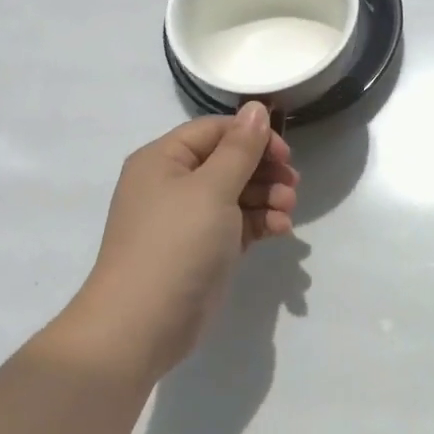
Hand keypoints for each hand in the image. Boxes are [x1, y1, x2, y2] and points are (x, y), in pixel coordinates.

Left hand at [74, 103, 298, 378]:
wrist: (141, 325)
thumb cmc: (175, 245)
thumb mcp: (212, 189)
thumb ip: (240, 148)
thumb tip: (257, 107)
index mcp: (164, 159)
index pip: (216, 130)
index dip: (253, 137)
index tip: (285, 154)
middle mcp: (174, 183)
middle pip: (230, 160)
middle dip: (265, 170)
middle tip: (293, 185)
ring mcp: (189, 218)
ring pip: (239, 192)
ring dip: (268, 197)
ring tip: (287, 211)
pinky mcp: (204, 248)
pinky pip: (238, 222)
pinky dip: (261, 222)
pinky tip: (281, 231)